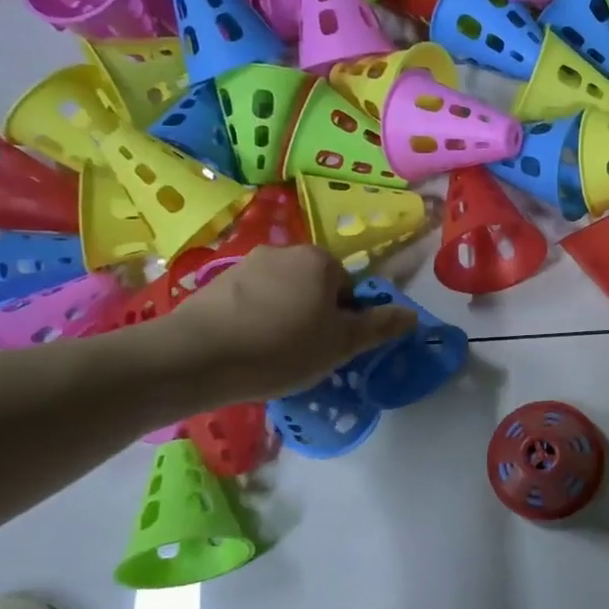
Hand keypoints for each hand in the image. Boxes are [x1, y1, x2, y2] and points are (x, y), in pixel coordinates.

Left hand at [149, 244, 416, 406]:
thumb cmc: (281, 348)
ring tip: (272, 355)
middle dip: (315, 316)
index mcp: (320, 260)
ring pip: (282, 294)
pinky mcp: (215, 283)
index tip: (332, 348)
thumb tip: (412, 314)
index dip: (346, 321)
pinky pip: (251, 302)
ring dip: (284, 318)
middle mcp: (284, 251)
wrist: (196, 357)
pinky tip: (246, 349)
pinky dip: (255, 321)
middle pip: (316, 287)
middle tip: (306, 354)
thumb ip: (379, 326)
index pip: (350, 288)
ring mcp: (246, 264)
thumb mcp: (341, 345)